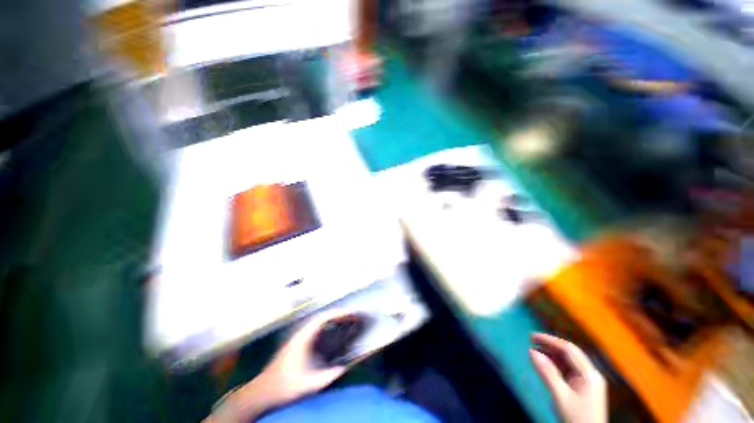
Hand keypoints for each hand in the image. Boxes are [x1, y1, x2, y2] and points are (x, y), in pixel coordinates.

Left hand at [208, 311, 350, 421]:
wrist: (261, 392)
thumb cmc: (283, 387)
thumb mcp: (307, 385)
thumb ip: (326, 378)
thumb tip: (345, 368)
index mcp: (303, 339)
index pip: (323, 319)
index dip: (338, 313)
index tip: (351, 313)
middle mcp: (301, 334)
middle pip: (323, 317)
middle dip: (339, 314)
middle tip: (354, 316)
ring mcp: (299, 338)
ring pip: (319, 323)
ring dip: (334, 319)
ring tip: (348, 321)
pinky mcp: (299, 344)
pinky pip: (317, 329)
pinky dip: (328, 327)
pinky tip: (335, 333)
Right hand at [530, 333, 606, 422]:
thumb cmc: (576, 418)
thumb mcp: (561, 396)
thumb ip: (547, 373)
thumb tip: (532, 352)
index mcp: (589, 374)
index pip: (569, 350)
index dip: (550, 340)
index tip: (532, 336)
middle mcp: (590, 375)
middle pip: (569, 354)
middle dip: (550, 346)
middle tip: (531, 341)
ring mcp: (588, 383)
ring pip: (568, 363)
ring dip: (551, 355)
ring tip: (535, 350)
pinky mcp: (583, 390)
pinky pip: (568, 371)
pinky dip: (555, 366)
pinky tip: (544, 365)